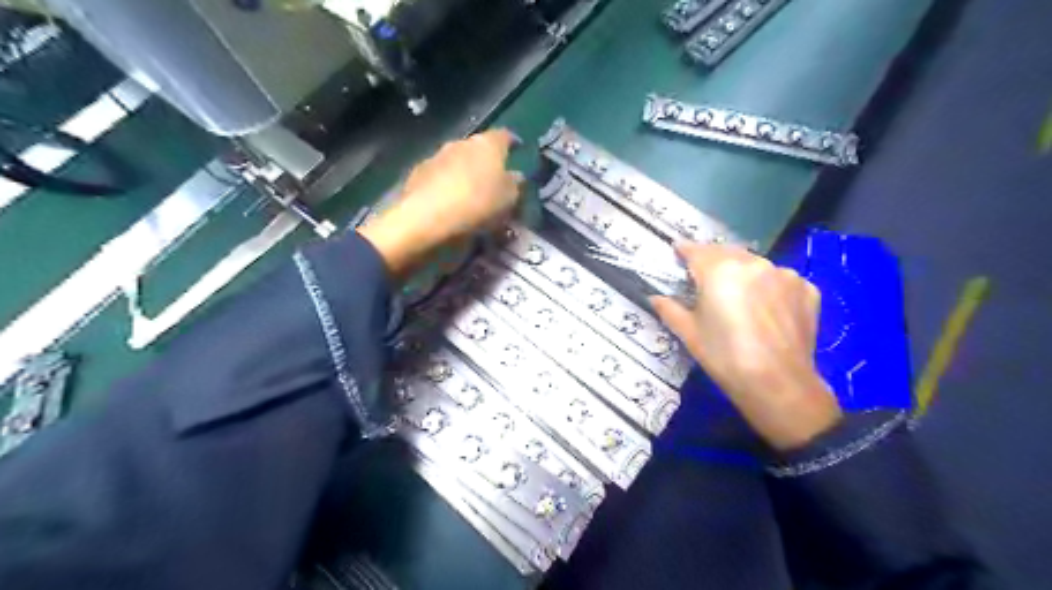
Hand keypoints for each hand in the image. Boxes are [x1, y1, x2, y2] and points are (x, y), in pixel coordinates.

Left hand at [360, 129, 524, 273]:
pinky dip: (447, 186)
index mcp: (488, 144)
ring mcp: (436, 156)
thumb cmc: (477, 205)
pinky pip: (440, 177)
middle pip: (478, 149)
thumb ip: (515, 185)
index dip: (513, 142)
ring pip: (457, 162)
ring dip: (465, 174)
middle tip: (494, 182)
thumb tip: (515, 176)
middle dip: (486, 163)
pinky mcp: (417, 174)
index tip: (518, 150)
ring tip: (471, 196)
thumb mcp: (509, 200)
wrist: (426, 218)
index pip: (505, 136)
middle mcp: (461, 143)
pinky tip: (450, 204)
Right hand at [656, 242, 843, 448]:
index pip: (696, 250)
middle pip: (726, 253)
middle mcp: (753, 263)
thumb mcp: (689, 333)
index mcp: (720, 270)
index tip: (677, 252)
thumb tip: (655, 297)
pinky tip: (766, 310)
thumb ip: (669, 308)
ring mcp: (784, 274)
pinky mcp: (807, 289)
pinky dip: (769, 287)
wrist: (778, 384)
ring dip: (742, 273)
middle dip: (713, 261)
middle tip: (704, 278)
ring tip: (738, 297)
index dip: (684, 250)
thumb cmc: (724, 357)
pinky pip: (780, 280)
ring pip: (755, 265)